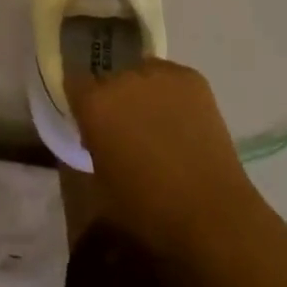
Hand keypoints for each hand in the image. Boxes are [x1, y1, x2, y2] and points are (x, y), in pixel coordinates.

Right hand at [67, 59, 262, 260]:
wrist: (211, 213)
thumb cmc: (148, 210)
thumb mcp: (101, 183)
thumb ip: (94, 145)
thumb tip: (99, 134)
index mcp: (95, 103)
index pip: (75, 83)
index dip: (82, 102)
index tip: (89, 120)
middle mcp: (123, 77)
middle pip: (111, 77)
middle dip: (115, 98)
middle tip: (127, 128)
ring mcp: (160, 73)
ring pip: (142, 74)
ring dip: (144, 92)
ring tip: (158, 123)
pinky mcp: (192, 77)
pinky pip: (172, 79)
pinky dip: (173, 95)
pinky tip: (184, 122)